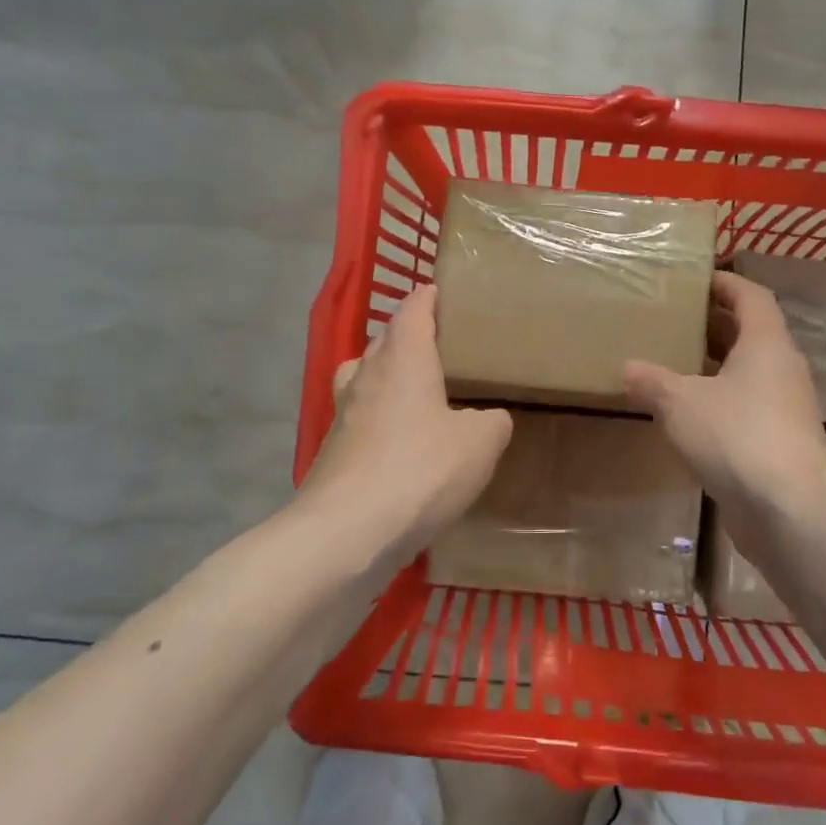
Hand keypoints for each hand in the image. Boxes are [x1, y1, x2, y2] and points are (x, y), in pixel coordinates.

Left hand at [300, 286, 512, 562]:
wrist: (347, 532)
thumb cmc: (420, 470)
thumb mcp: (480, 444)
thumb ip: (492, 422)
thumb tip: (489, 419)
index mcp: (403, 358)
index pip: (413, 309)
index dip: (428, 297)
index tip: (442, 293)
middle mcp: (366, 374)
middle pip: (386, 340)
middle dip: (409, 336)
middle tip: (442, 347)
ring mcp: (343, 412)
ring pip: (366, 377)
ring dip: (388, 376)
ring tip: (418, 392)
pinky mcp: (333, 449)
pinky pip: (361, 418)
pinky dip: (380, 419)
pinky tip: (401, 444)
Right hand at [623, 272, 825, 553]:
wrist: (791, 510)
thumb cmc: (737, 436)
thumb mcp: (681, 403)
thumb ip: (652, 382)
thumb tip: (628, 368)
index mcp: (766, 344)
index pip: (751, 296)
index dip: (725, 283)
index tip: (695, 279)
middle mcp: (782, 369)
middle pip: (750, 334)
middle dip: (714, 325)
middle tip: (674, 321)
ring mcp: (786, 409)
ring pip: (748, 374)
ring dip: (715, 366)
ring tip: (673, 365)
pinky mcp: (781, 444)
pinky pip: (747, 408)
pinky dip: (720, 402)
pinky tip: (689, 416)